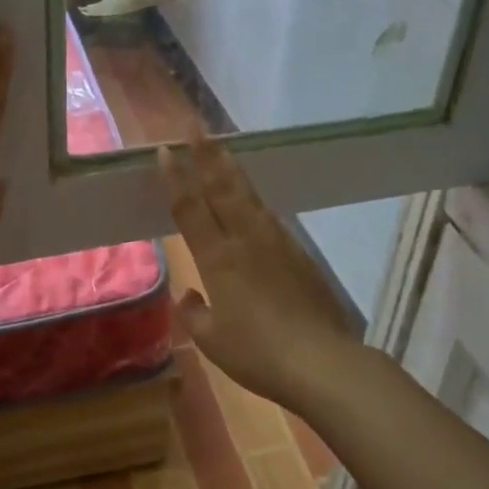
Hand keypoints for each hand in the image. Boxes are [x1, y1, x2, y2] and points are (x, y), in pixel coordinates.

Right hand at [159, 132, 360, 406]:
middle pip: (221, 187)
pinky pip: (268, 214)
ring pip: (248, 194)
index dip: (176, 178)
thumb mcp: (212, 341)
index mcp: (217, 258)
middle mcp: (245, 239)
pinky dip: (254, 197)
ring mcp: (275, 241)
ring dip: (231, 168)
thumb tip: (189, 295)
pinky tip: (252, 197)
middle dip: (206, 154)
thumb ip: (194, 314)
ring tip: (221, 148)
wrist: (322, 361)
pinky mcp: (298, 252)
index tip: (166, 151)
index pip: (190, 208)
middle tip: (194, 126)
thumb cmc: (258, 353)